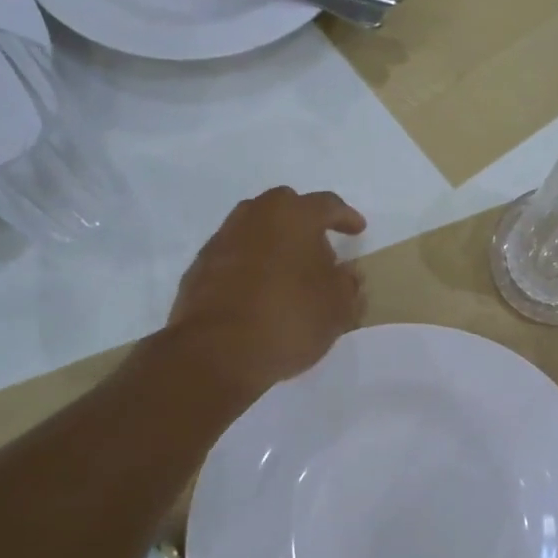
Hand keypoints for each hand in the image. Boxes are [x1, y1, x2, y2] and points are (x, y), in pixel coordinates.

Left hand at [169, 187, 366, 395]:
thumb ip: (348, 285)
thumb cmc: (289, 320)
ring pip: (255, 229)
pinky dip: (249, 266)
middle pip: (285, 208)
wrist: (217, 351)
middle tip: (319, 251)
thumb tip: (346, 275)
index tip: (357, 229)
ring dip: (274, 244)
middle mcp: (254, 217)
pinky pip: (234, 256)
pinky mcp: (199, 268)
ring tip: (288, 273)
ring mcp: (222, 240)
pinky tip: (259, 292)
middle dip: (304, 223)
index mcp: (293, 216)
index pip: (326, 205)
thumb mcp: (338, 308)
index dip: (345, 217)